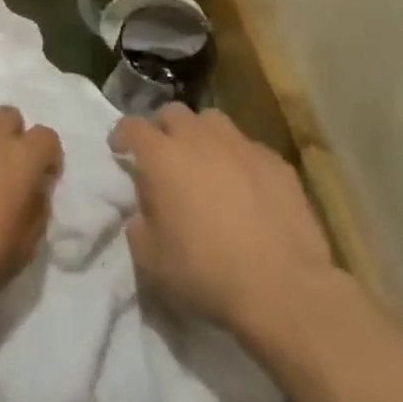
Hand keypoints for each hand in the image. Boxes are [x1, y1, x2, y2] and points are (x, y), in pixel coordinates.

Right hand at [109, 104, 335, 356]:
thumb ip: (139, 225)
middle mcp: (200, 139)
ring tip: (203, 162)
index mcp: (162, 157)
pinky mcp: (277, 163)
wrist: (283, 289)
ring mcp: (242, 147)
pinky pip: (248, 148)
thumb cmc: (206, 272)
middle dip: (162, 128)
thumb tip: (144, 212)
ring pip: (213, 122)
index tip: (119, 148)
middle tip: (163, 155)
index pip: (132, 126)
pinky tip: (244, 186)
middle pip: (173, 113)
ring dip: (201, 135)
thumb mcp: (151, 258)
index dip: (122, 134)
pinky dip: (238, 159)